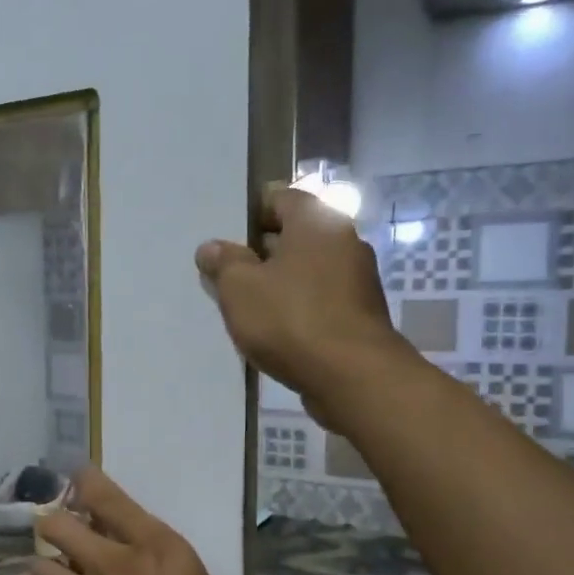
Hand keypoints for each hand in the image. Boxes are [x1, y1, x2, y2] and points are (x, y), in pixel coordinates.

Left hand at [33, 468, 295, 574]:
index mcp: (152, 547)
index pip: (102, 496)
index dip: (85, 481)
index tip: (83, 477)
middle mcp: (110, 564)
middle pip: (55, 526)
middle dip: (56, 523)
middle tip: (73, 530)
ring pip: (43, 568)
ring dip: (49, 566)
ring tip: (66, 571)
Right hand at [194, 187, 409, 432]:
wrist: (352, 376)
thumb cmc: (290, 319)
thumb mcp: (239, 288)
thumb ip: (224, 263)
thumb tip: (212, 247)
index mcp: (317, 221)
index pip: (282, 198)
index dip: (251, 215)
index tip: (227, 241)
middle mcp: (345, 241)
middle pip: (296, 236)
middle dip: (262, 252)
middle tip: (231, 276)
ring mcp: (358, 279)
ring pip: (308, 270)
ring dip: (281, 283)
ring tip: (249, 308)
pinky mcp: (361, 314)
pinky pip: (321, 299)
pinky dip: (299, 307)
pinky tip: (276, 331)